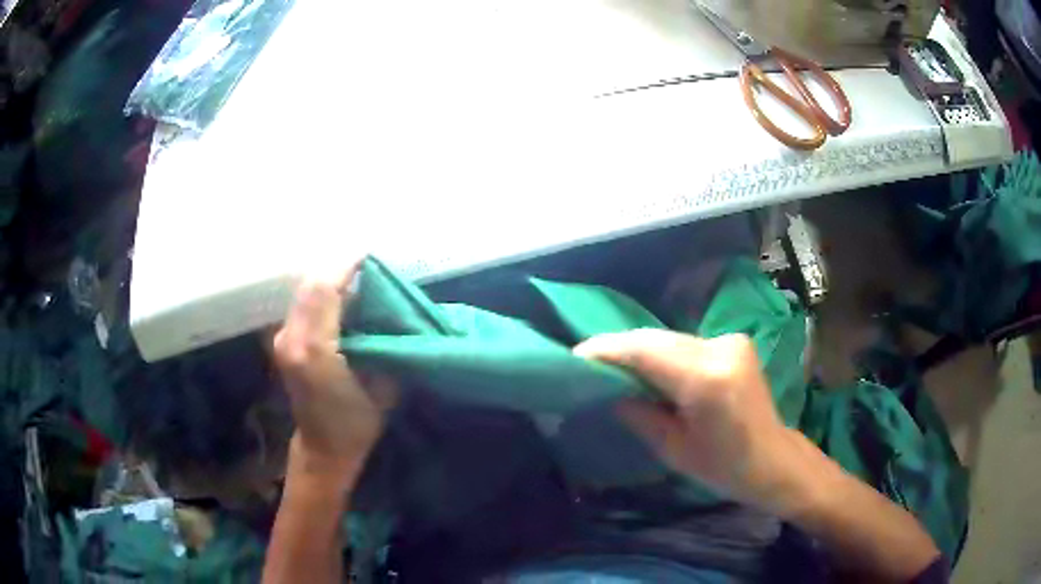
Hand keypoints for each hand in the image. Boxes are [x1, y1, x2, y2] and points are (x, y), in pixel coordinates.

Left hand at [272, 261, 396, 487]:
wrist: (322, 449)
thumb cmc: (356, 425)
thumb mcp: (382, 387)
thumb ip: (382, 344)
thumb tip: (386, 310)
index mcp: (315, 351)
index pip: (325, 291)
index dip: (345, 267)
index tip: (368, 255)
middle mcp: (291, 339)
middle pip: (310, 286)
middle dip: (337, 269)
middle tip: (365, 265)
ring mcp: (282, 340)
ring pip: (303, 292)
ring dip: (328, 280)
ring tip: (354, 277)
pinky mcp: (281, 342)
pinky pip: (301, 305)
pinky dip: (320, 294)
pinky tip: (337, 296)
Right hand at [574, 330, 808, 512]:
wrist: (773, 458)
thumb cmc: (724, 467)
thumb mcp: (673, 450)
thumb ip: (639, 414)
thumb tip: (610, 390)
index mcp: (706, 381)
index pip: (646, 351)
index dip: (607, 350)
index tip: (576, 356)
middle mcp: (720, 349)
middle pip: (656, 339)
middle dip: (620, 349)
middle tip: (588, 362)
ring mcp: (730, 341)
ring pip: (670, 338)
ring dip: (641, 350)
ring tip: (613, 367)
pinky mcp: (734, 342)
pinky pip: (686, 344)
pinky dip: (663, 354)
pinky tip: (650, 369)